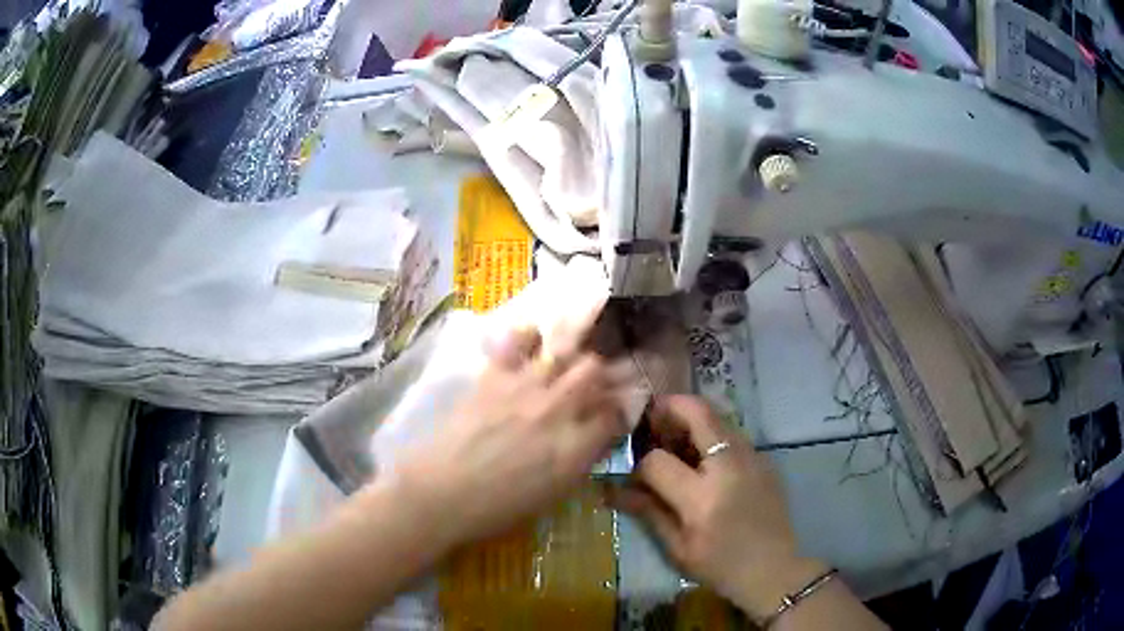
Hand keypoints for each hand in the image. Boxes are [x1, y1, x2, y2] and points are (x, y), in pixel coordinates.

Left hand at [395, 327, 635, 548]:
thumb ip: (580, 461)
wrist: (442, 494)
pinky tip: (529, 345)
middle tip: (589, 387)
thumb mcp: (553, 495)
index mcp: (575, 448)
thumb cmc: (498, 509)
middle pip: (595, 372)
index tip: (611, 415)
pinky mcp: (495, 376)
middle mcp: (558, 410)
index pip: (615, 414)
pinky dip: (528, 337)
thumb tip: (595, 439)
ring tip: (562, 365)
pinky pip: (520, 339)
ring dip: (569, 357)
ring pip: (566, 352)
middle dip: (599, 376)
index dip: (618, 412)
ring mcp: (526, 388)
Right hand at [609, 395, 825, 618]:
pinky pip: (731, 433)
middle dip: (667, 408)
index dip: (639, 465)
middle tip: (650, 419)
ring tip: (674, 438)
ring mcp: (752, 457)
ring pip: (717, 416)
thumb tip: (610, 489)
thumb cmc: (721, 566)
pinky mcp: (764, 458)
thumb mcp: (677, 548)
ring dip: (690, 418)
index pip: (657, 460)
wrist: (774, 569)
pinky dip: (710, 434)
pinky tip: (702, 459)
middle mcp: (729, 467)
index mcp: (702, 498)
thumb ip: (647, 511)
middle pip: (696, 412)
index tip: (636, 476)